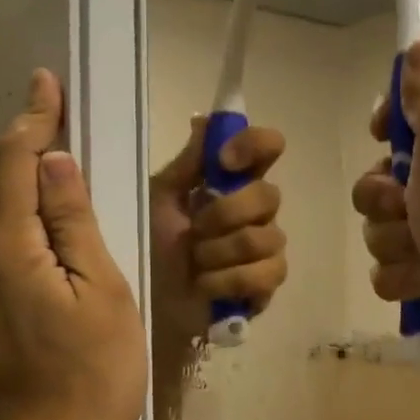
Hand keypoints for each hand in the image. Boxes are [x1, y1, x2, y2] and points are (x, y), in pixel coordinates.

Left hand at [0, 70, 145, 419]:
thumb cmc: (89, 382)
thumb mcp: (103, 296)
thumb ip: (74, 225)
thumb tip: (55, 162)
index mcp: (5, 251)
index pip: (13, 163)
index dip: (32, 118)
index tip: (46, 83)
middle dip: (26, 159)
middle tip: (72, 150)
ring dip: (20, 201)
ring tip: (66, 204)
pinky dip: (15, 237)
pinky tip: (49, 258)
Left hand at [150, 118, 288, 344]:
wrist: (150, 300)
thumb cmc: (152, 245)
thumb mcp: (160, 198)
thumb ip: (187, 163)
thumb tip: (205, 119)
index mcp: (232, 182)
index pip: (267, 147)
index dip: (254, 146)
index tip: (224, 162)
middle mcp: (257, 210)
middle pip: (269, 195)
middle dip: (224, 215)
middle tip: (194, 230)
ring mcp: (267, 247)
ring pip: (264, 237)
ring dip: (219, 253)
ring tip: (196, 264)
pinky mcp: (267, 283)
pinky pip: (265, 273)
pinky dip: (227, 280)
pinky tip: (206, 286)